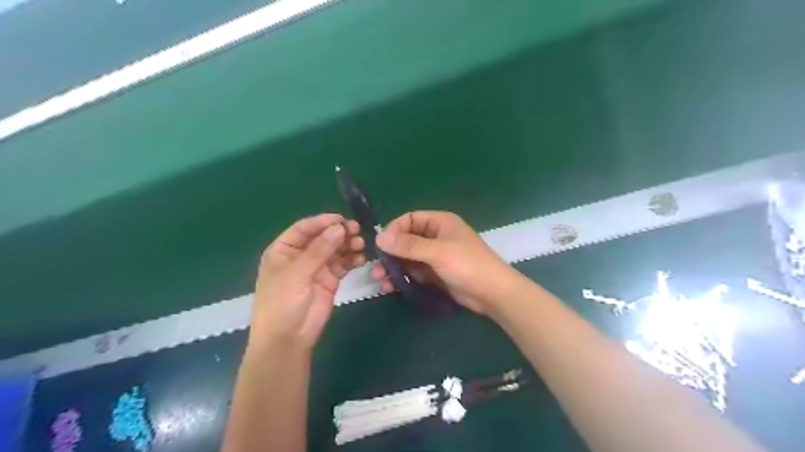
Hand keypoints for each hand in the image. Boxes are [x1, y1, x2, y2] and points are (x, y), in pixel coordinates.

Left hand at [250, 213, 366, 349]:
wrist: (288, 339)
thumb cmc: (282, 303)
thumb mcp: (296, 274)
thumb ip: (319, 250)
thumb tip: (339, 228)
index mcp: (284, 250)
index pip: (304, 229)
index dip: (322, 222)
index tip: (341, 220)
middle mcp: (301, 256)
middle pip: (322, 237)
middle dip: (339, 233)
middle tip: (356, 230)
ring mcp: (316, 268)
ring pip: (335, 250)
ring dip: (348, 245)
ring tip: (360, 244)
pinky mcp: (330, 280)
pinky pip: (343, 264)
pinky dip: (352, 259)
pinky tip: (361, 258)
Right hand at [373, 210, 522, 313]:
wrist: (492, 293)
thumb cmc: (468, 265)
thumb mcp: (438, 252)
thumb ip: (409, 245)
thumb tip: (379, 238)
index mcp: (439, 222)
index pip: (409, 219)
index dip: (394, 230)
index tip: (380, 244)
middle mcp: (436, 236)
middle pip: (406, 239)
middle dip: (390, 252)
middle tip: (375, 266)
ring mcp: (435, 256)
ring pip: (408, 258)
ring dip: (393, 266)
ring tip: (379, 279)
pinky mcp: (435, 273)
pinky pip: (414, 272)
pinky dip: (402, 277)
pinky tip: (390, 286)